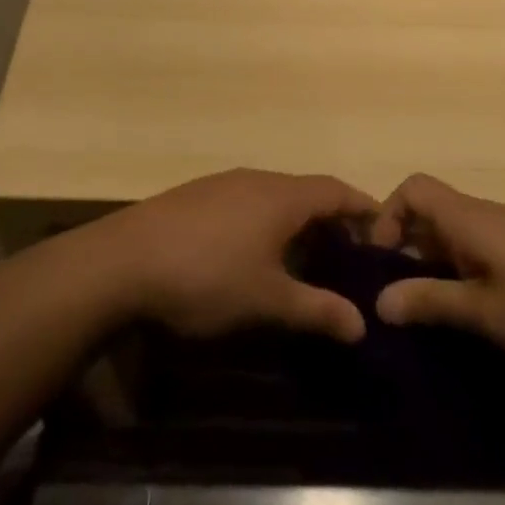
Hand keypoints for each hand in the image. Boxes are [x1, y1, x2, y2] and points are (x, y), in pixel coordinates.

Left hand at [91, 169, 375, 343]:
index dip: (363, 209)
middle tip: (347, 258)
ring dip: (295, 223)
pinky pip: (246, 202)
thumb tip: (362, 324)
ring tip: (303, 260)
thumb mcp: (267, 301)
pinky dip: (264, 223)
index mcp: (281, 196)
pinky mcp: (195, 196)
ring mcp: (222, 184)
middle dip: (330, 221)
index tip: (383, 233)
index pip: (336, 190)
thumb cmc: (206, 277)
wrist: (121, 262)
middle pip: (306, 191)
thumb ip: (317, 310)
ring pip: (273, 197)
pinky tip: (251, 254)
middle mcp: (256, 179)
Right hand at [368, 173, 504, 366]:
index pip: (413, 189)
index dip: (387, 217)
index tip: (383, 263)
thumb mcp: (488, 312)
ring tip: (440, 313)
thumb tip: (378, 301)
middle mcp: (488, 215)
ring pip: (459, 235)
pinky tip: (485, 313)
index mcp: (469, 218)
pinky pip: (486, 249)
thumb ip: (432, 302)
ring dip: (440, 266)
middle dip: (410, 251)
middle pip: (432, 213)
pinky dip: (470, 272)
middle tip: (404, 301)